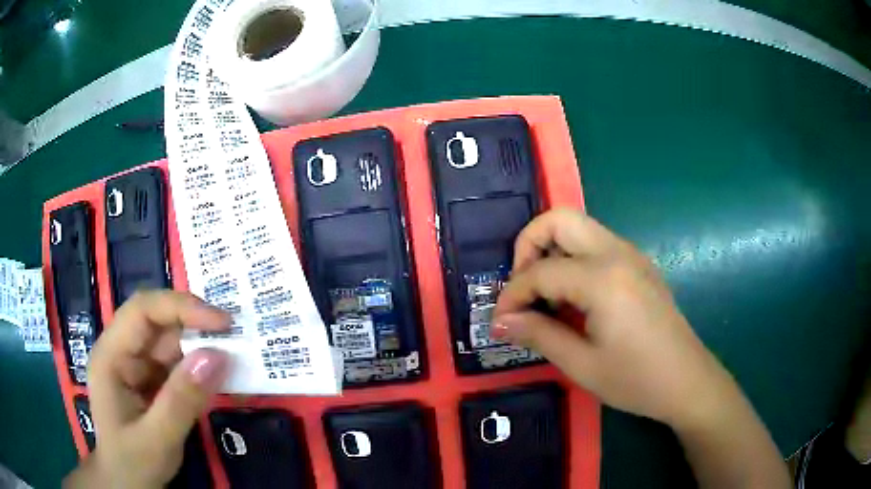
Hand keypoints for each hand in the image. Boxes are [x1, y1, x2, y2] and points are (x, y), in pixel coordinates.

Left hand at [64, 291, 230, 488]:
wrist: (128, 485)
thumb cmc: (133, 464)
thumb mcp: (157, 439)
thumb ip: (182, 400)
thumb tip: (218, 356)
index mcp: (110, 355)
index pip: (142, 311)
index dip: (181, 307)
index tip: (223, 322)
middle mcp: (122, 351)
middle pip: (158, 321)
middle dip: (196, 324)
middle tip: (237, 336)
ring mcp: (137, 365)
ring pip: (171, 341)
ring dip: (202, 346)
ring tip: (236, 355)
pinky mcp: (152, 380)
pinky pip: (178, 364)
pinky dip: (200, 367)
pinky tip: (220, 375)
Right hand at [492, 209, 733, 427]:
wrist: (687, 381)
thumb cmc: (636, 379)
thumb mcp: (581, 365)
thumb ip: (538, 334)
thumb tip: (500, 321)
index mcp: (602, 278)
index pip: (540, 271)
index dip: (512, 295)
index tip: (500, 322)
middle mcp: (617, 252)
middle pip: (559, 219)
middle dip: (528, 246)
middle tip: (522, 288)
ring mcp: (631, 254)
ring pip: (579, 228)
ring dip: (551, 251)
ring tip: (544, 296)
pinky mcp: (638, 264)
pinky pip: (596, 244)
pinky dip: (572, 259)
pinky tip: (573, 299)